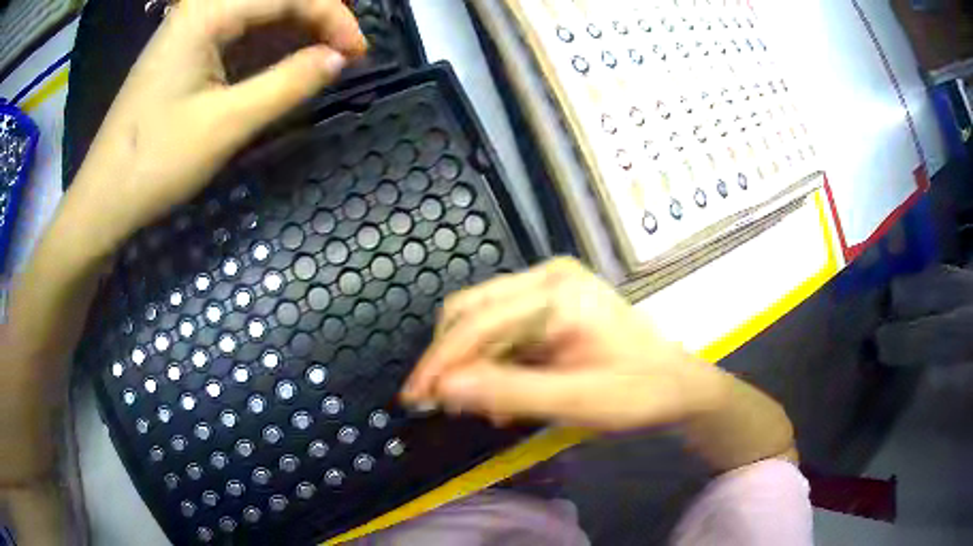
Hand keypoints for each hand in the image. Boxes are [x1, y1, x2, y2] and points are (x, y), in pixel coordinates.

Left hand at [70, 0, 365, 250]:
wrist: (103, 201)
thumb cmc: (156, 164)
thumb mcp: (226, 125)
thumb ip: (288, 84)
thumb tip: (339, 59)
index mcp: (206, 14)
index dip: (333, 16)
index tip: (359, 53)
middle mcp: (199, 10)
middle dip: (316, 16)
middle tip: (346, 51)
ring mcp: (189, 30)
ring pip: (257, 13)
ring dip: (295, 29)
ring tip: (324, 55)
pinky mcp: (185, 53)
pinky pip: (237, 33)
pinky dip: (268, 44)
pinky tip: (284, 60)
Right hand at [402, 258, 728, 431]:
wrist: (678, 384)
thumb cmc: (638, 392)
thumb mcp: (576, 400)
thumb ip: (509, 392)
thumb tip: (443, 389)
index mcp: (557, 292)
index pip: (478, 323)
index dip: (441, 362)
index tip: (415, 397)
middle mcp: (547, 277)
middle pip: (471, 311)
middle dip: (449, 359)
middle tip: (438, 403)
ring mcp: (549, 286)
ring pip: (481, 320)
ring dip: (469, 363)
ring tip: (477, 405)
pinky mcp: (550, 303)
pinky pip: (502, 328)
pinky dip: (491, 361)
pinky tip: (500, 394)